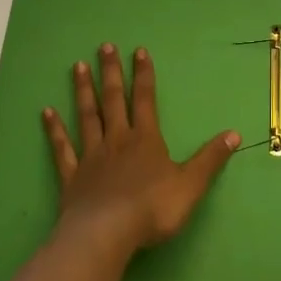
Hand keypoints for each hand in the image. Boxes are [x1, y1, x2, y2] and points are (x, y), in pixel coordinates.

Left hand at [43, 44, 240, 254]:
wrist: (107, 234)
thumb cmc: (152, 209)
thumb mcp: (190, 185)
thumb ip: (210, 159)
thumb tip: (234, 134)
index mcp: (146, 140)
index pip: (146, 100)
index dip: (144, 75)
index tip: (139, 51)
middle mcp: (117, 140)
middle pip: (113, 100)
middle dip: (111, 73)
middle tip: (104, 47)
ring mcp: (91, 157)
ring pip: (87, 117)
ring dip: (83, 91)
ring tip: (77, 66)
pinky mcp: (72, 177)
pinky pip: (62, 149)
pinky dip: (55, 130)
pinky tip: (47, 113)